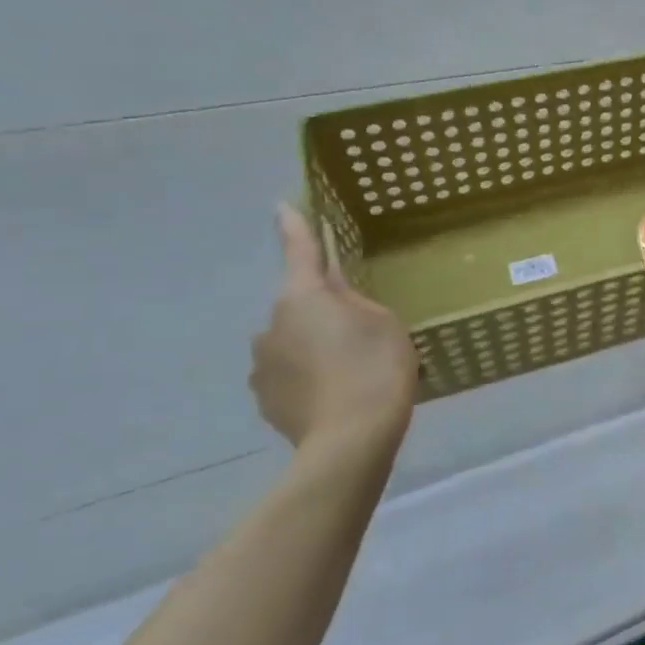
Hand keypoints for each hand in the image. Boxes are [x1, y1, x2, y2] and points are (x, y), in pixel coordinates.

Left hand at [250, 204, 416, 458]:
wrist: (351, 439)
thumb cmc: (376, 367)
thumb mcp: (382, 321)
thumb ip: (354, 299)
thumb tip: (332, 290)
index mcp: (303, 296)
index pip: (299, 250)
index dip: (294, 226)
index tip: (281, 205)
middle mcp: (271, 324)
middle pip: (300, 305)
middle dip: (323, 313)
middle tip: (361, 336)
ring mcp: (261, 364)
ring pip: (292, 342)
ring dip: (313, 348)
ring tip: (349, 374)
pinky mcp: (263, 398)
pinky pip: (288, 374)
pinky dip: (308, 377)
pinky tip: (333, 395)